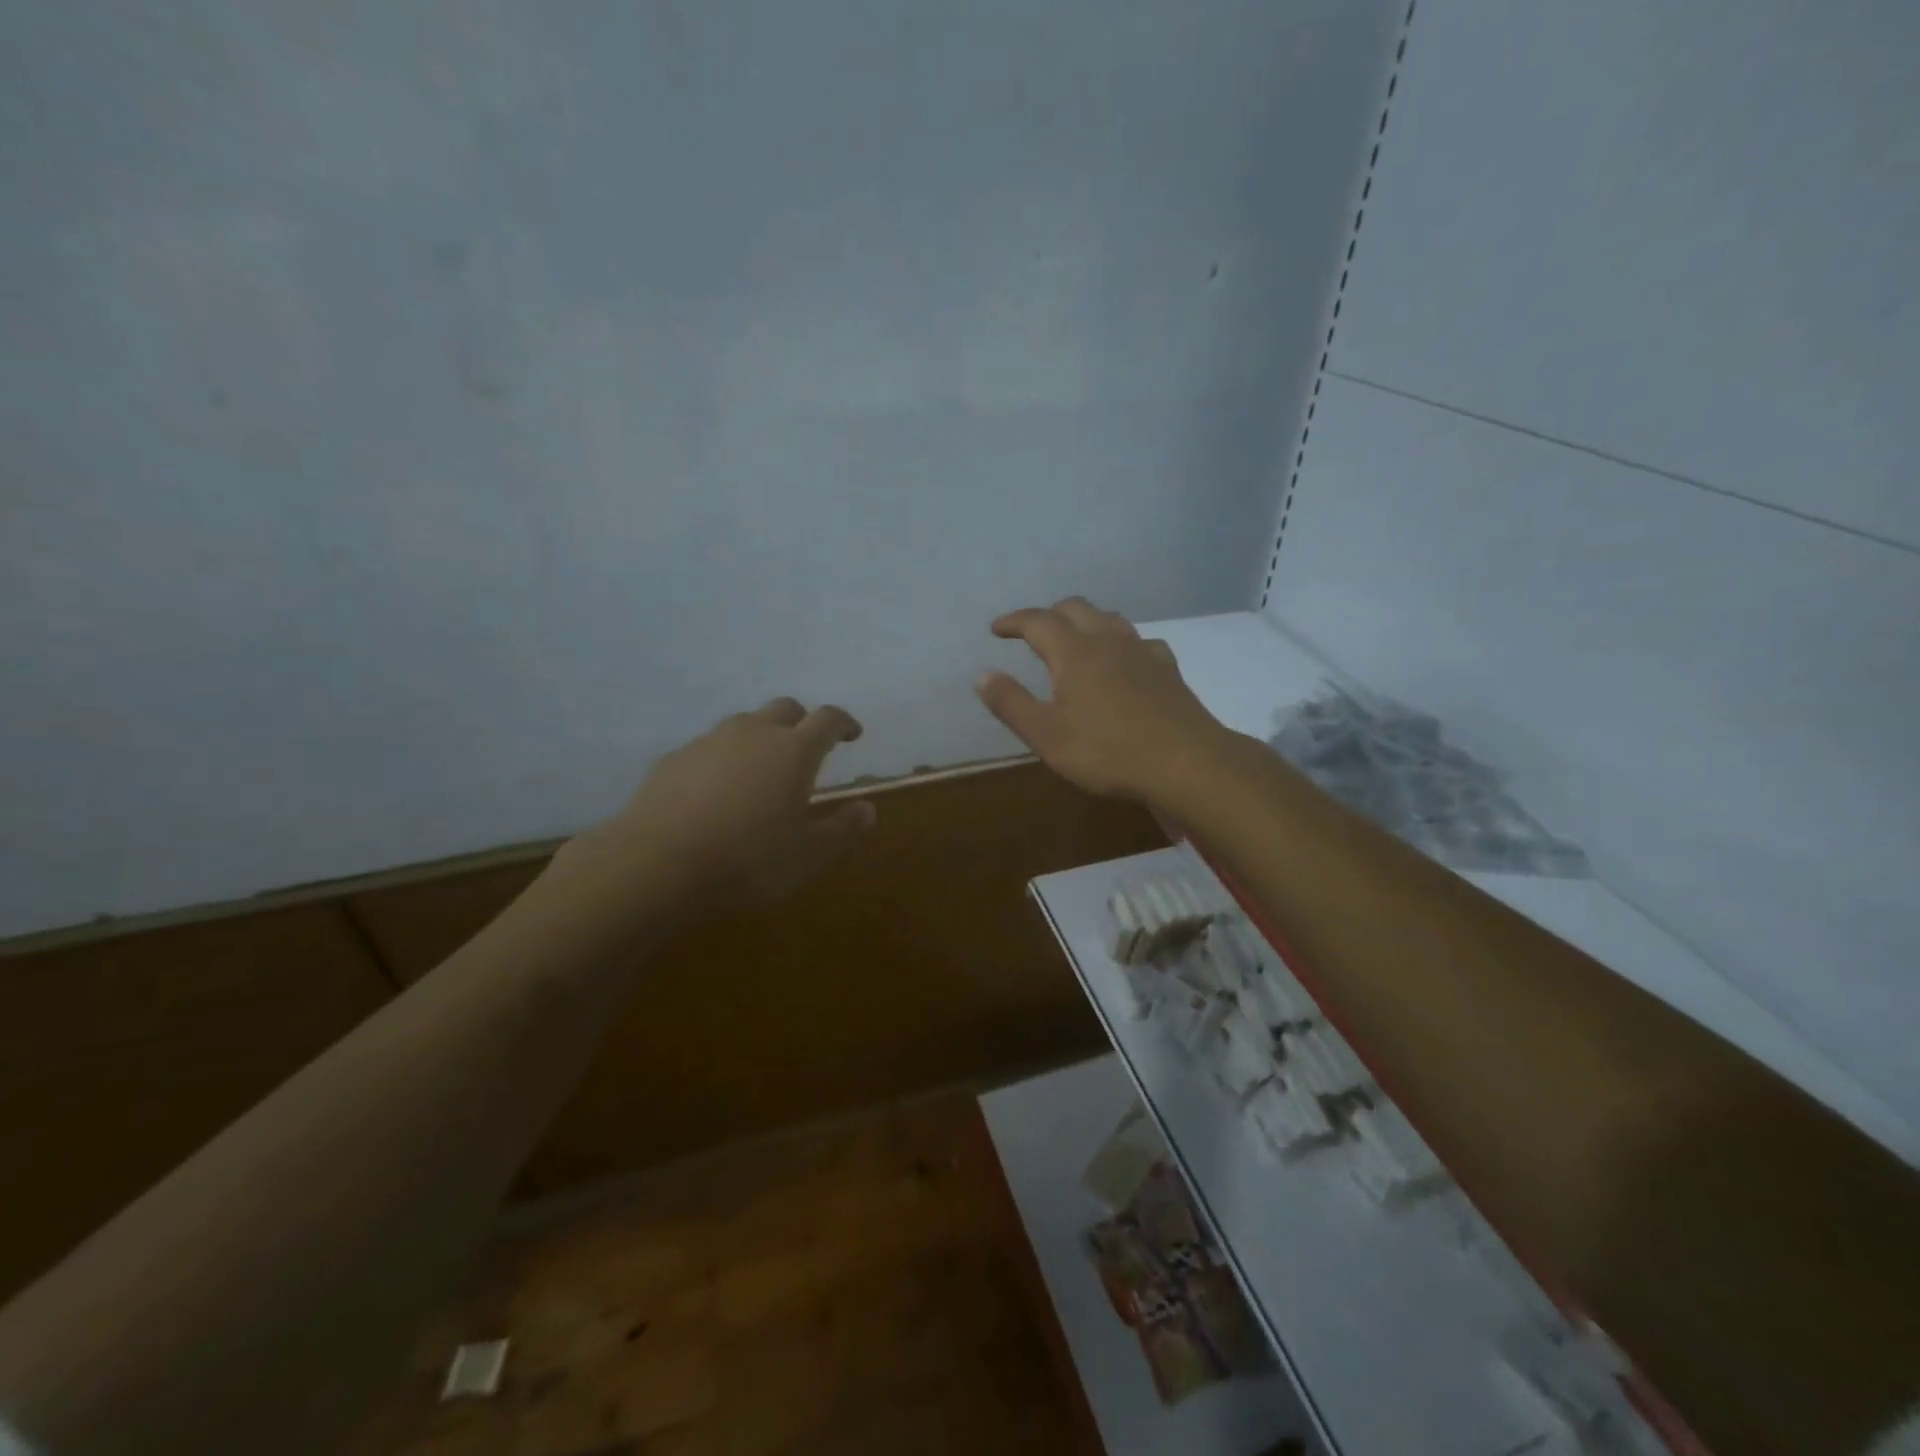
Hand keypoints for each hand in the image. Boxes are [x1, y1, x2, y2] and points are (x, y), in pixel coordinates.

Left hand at [556, 698, 875, 913]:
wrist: (656, 865)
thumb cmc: (748, 860)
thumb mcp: (808, 855)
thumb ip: (843, 829)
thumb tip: (867, 808)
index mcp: (793, 750)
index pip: (827, 719)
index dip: (843, 723)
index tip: (852, 735)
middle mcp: (753, 733)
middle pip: (785, 709)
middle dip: (801, 723)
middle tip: (807, 749)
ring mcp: (709, 742)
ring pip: (744, 725)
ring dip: (760, 739)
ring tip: (761, 773)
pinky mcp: (673, 759)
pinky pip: (709, 749)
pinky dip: (723, 761)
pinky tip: (716, 793)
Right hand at [974, 597, 1228, 805]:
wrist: (1185, 762)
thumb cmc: (1107, 752)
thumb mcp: (1046, 735)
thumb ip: (1011, 703)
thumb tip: (982, 675)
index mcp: (1074, 652)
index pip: (1038, 621)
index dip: (1014, 621)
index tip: (997, 629)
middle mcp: (1108, 641)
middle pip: (1075, 608)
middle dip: (1049, 614)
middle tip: (1033, 632)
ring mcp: (1142, 651)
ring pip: (1109, 619)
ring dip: (1085, 621)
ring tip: (1074, 640)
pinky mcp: (1168, 669)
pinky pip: (1140, 642)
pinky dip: (1121, 643)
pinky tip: (1124, 661)